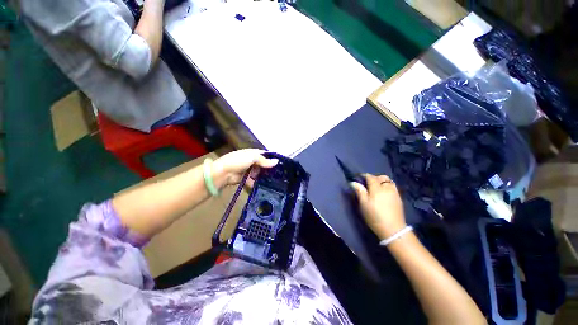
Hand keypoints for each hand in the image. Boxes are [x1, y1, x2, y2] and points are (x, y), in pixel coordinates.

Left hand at [212, 149, 278, 187]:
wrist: (223, 173)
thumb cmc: (238, 161)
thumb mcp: (252, 157)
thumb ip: (264, 160)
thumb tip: (277, 161)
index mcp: (253, 153)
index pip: (265, 155)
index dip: (272, 158)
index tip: (281, 164)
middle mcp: (252, 161)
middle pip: (263, 164)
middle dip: (269, 169)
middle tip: (279, 174)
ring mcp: (249, 170)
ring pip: (260, 173)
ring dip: (265, 176)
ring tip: (275, 181)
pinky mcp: (247, 178)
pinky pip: (255, 180)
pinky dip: (258, 182)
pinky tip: (265, 185)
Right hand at [351, 174, 405, 239]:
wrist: (393, 229)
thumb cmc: (374, 216)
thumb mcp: (363, 204)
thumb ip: (359, 191)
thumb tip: (353, 182)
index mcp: (377, 189)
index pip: (370, 177)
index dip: (364, 176)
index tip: (359, 178)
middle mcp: (387, 188)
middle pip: (381, 177)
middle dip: (374, 177)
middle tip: (368, 184)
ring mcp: (395, 192)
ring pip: (388, 181)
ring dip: (382, 181)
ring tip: (376, 188)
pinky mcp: (399, 198)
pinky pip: (393, 186)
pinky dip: (387, 186)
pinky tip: (384, 193)